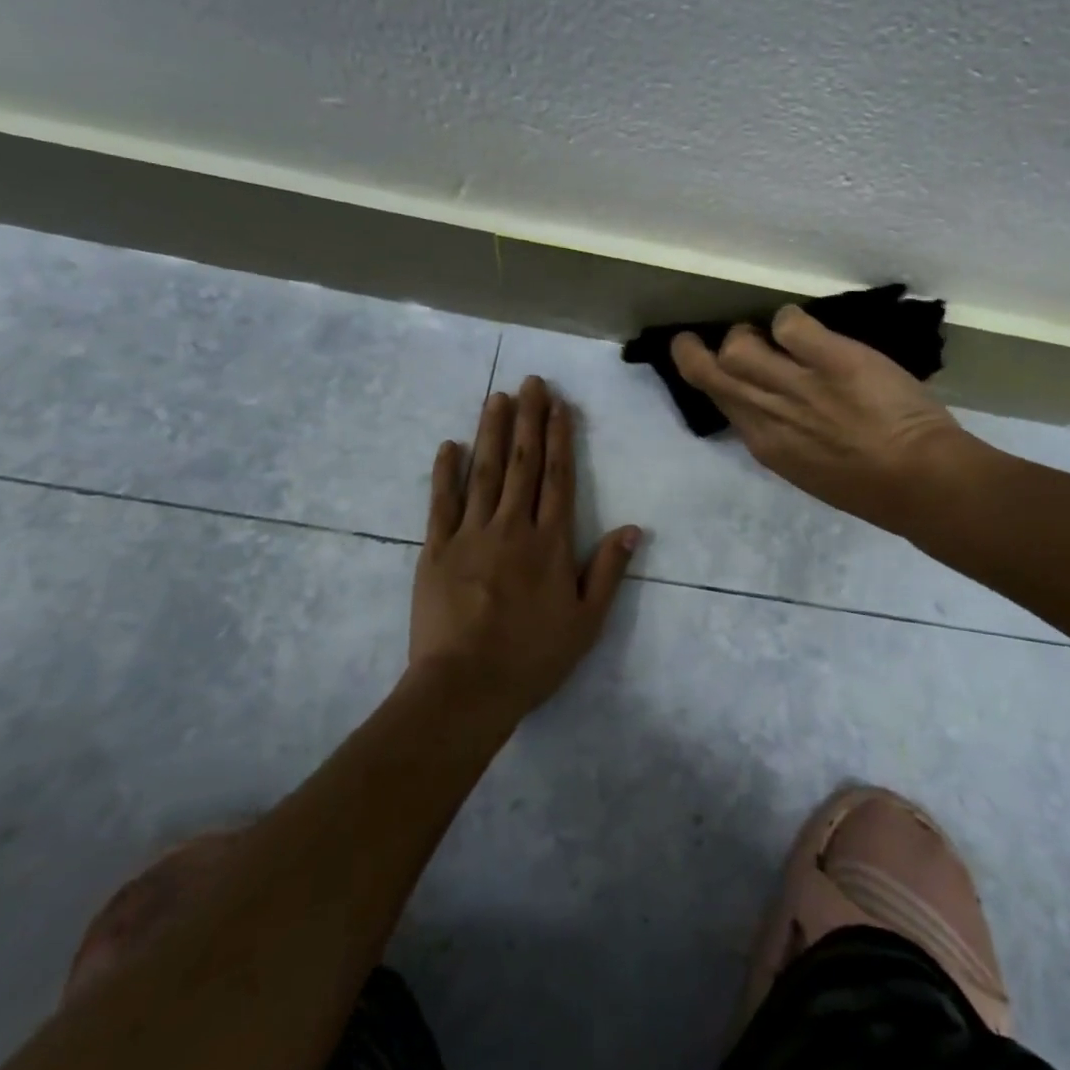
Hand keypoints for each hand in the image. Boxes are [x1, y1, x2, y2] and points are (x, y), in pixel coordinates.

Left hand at [411, 377, 641, 718]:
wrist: (465, 687)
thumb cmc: (532, 657)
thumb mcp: (586, 622)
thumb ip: (608, 571)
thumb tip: (633, 528)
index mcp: (549, 543)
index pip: (557, 478)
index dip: (559, 438)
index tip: (559, 405)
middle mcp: (512, 527)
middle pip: (522, 464)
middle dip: (528, 419)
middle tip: (531, 382)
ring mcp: (470, 534)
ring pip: (484, 472)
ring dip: (491, 432)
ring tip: (497, 397)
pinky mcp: (436, 549)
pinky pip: (442, 503)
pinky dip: (445, 472)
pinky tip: (449, 445)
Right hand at [671, 305, 987, 536]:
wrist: (920, 483)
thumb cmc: (872, 488)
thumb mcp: (810, 468)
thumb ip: (785, 436)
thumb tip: (773, 408)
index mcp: (765, 445)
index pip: (718, 402)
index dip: (709, 380)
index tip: (712, 368)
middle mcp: (768, 412)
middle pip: (709, 371)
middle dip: (694, 351)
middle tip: (708, 337)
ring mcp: (796, 384)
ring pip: (738, 346)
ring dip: (747, 334)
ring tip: (770, 334)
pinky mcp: (830, 359)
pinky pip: (789, 324)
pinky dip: (790, 320)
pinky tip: (807, 329)